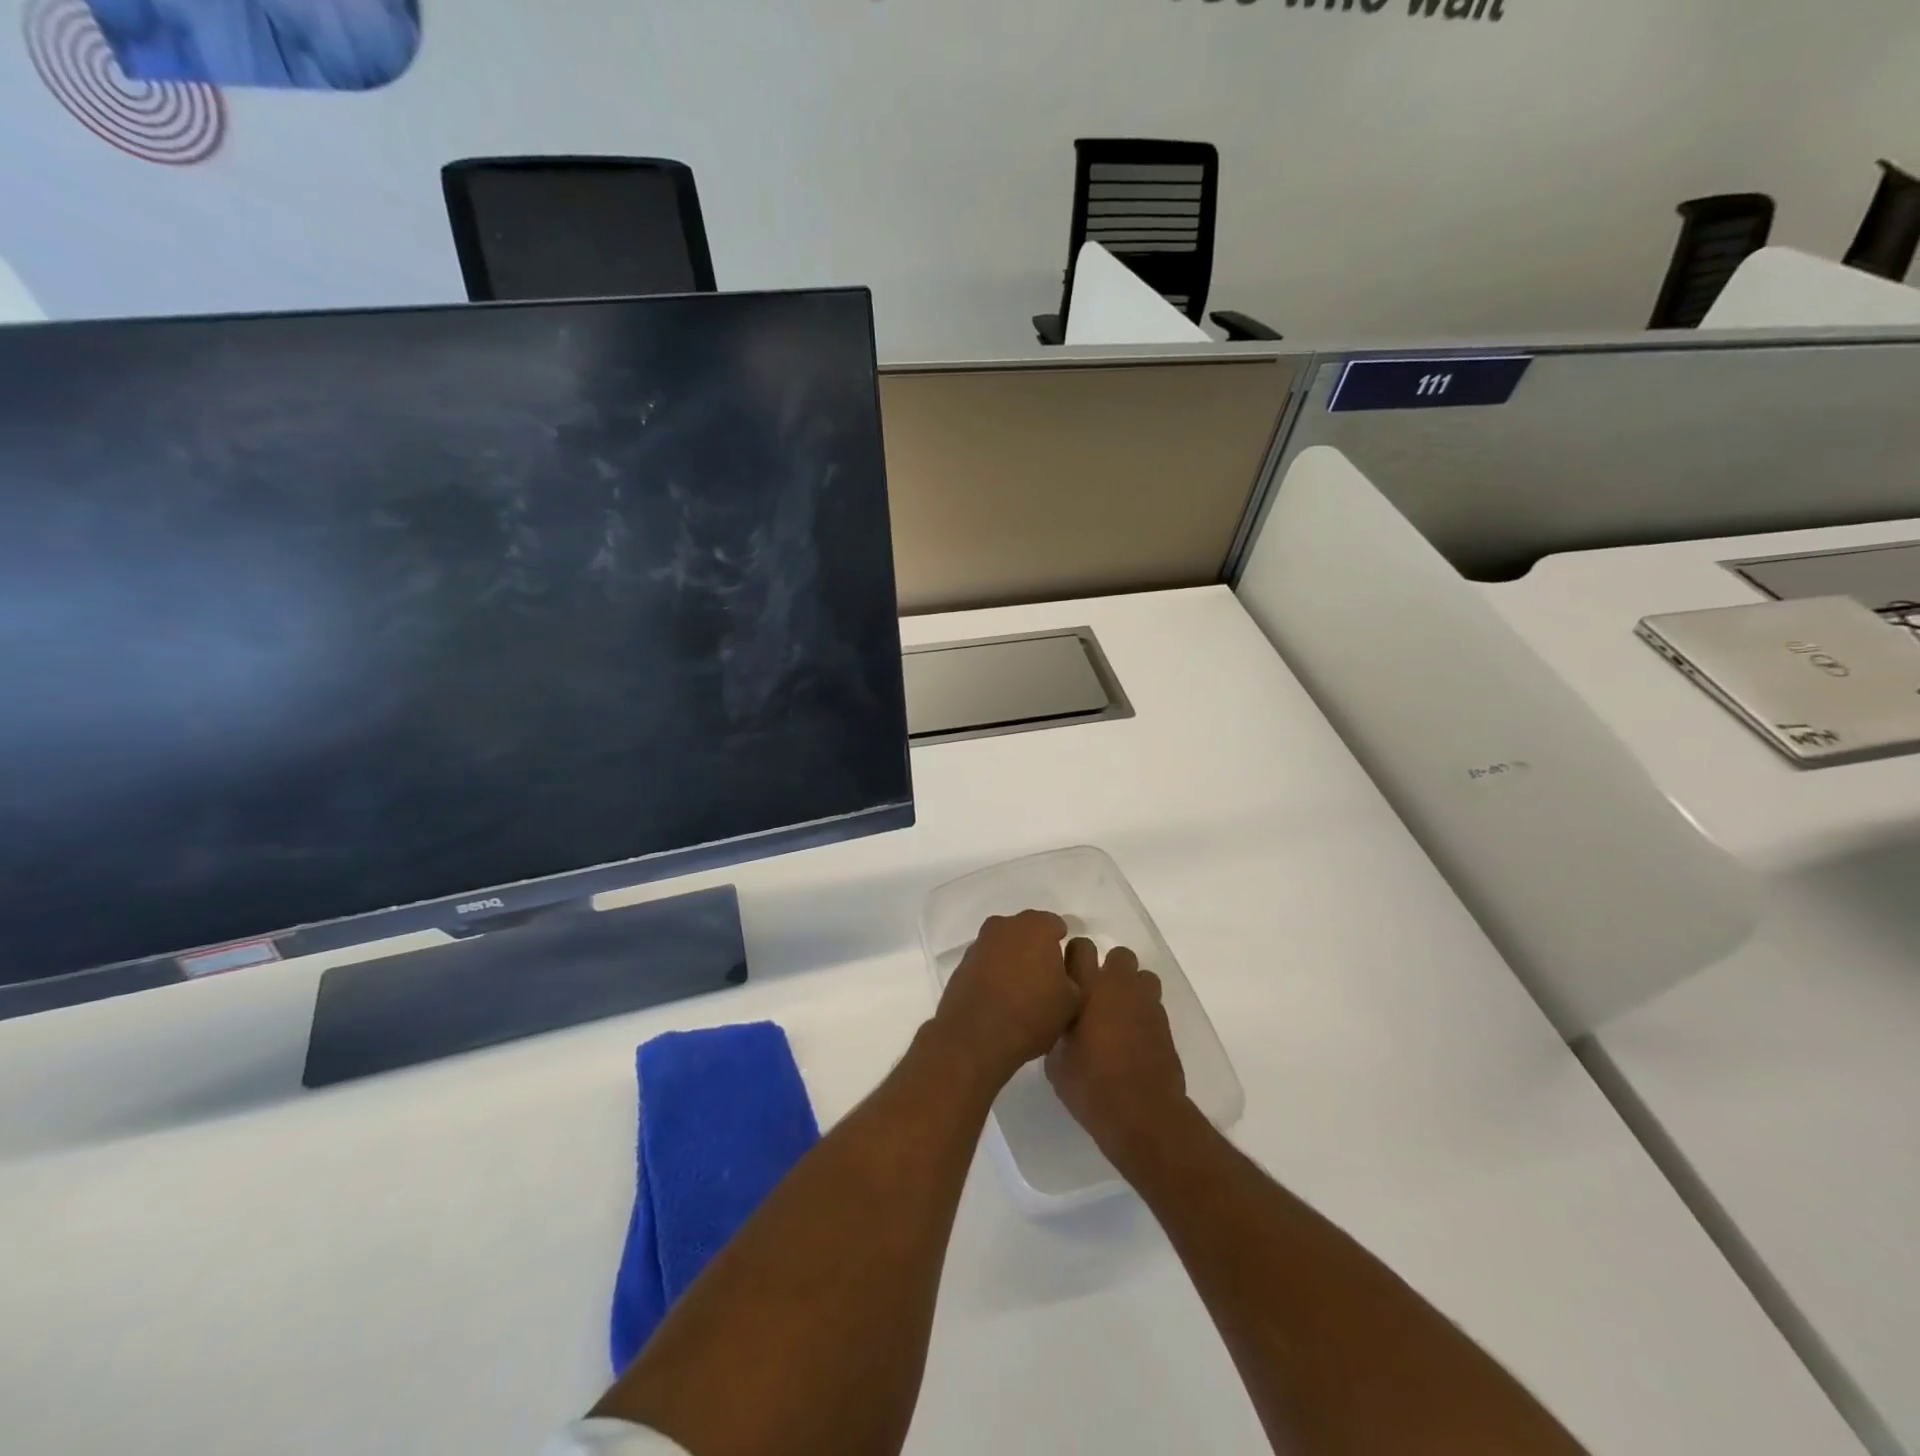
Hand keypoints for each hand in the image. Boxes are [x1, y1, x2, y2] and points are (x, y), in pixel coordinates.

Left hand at [932, 911, 1079, 1090]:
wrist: (975, 1038)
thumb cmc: (1031, 1014)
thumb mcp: (1073, 999)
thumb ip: (1076, 973)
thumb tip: (1065, 966)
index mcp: (1036, 926)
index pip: (1056, 926)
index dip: (1064, 947)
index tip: (1067, 971)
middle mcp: (1005, 925)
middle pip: (1028, 932)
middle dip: (1037, 950)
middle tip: (1047, 982)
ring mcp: (980, 943)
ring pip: (1005, 947)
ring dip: (1014, 961)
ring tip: (1022, 994)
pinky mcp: (962, 964)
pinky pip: (987, 963)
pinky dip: (995, 974)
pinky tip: (1000, 1000)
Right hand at [1046, 938, 1186, 1169]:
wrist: (1143, 1113)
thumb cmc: (1091, 1085)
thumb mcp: (1056, 1061)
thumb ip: (1059, 1030)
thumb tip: (1063, 1024)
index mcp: (1089, 987)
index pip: (1081, 947)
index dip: (1074, 957)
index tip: (1067, 976)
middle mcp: (1120, 986)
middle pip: (1119, 955)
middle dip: (1108, 968)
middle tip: (1094, 994)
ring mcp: (1147, 1004)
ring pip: (1142, 976)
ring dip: (1131, 988)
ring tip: (1117, 1013)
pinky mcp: (1165, 1024)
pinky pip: (1152, 1004)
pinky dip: (1142, 1013)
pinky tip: (1132, 1038)